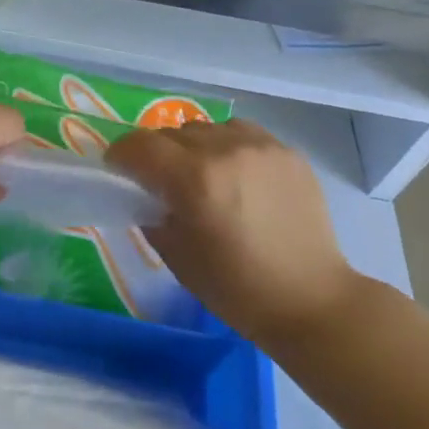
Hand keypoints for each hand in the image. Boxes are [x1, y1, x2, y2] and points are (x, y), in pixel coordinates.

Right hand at [106, 119, 362, 338]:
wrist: (309, 300)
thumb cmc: (234, 288)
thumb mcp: (175, 255)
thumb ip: (151, 213)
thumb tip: (144, 192)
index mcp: (193, 179)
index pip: (140, 146)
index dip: (120, 155)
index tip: (118, 171)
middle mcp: (225, 151)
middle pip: (171, 133)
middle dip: (156, 153)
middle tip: (159, 180)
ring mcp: (261, 147)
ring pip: (207, 128)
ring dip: (192, 146)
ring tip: (201, 174)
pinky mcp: (287, 151)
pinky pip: (242, 133)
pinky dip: (227, 146)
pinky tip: (234, 173)